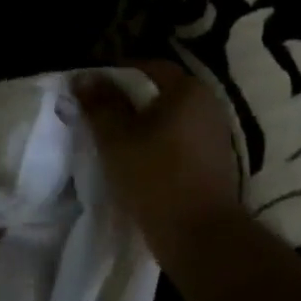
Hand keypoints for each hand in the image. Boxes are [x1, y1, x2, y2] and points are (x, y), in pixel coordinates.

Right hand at [75, 61, 244, 269]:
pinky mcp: (214, 162)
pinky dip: (158, 144)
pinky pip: (179, 141)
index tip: (90, 90)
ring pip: (170, 119)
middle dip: (129, 100)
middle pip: (161, 92)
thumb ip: (100, 104)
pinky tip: (138, 160)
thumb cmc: (155, 177)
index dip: (116, 74)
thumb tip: (84, 77)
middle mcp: (208, 105)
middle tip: (98, 115)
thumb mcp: (116, 138)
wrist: (199, 233)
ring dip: (143, 125)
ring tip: (114, 140)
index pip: (148, 67)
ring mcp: (216, 135)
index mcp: (188, 90)